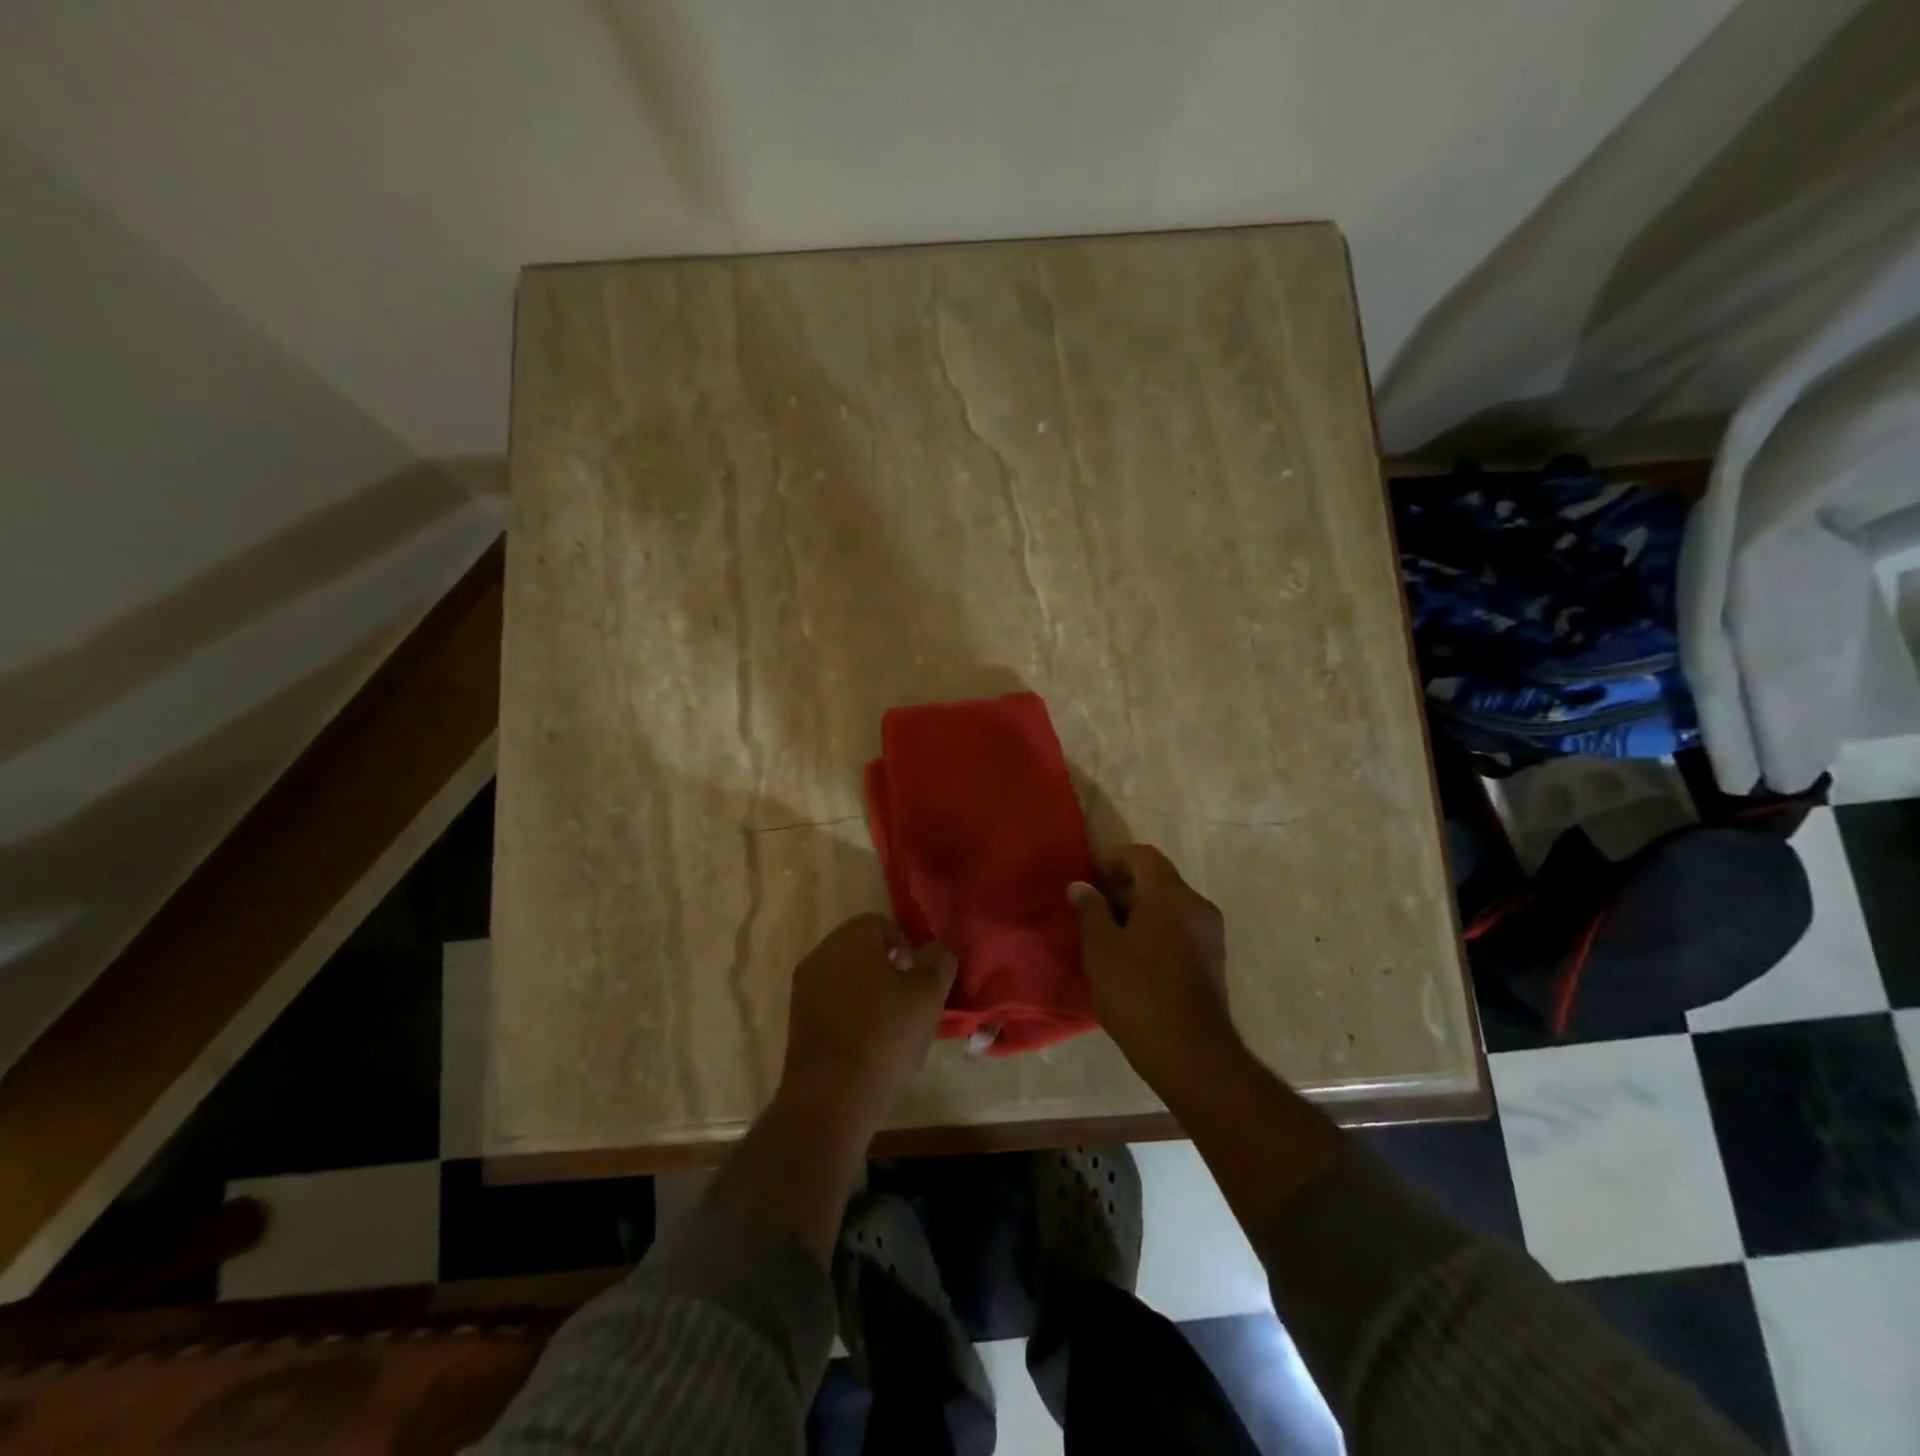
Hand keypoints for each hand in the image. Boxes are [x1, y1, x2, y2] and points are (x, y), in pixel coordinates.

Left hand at [780, 913, 956, 1124]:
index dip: (906, 946)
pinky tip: (869, 1048)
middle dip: (888, 970)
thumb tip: (935, 950)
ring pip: (846, 979)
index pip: (880, 924)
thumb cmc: (885, 1035)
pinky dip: (851, 1016)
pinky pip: (832, 1005)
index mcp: (849, 939)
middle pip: (861, 950)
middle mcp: (821, 955)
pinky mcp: (797, 1022)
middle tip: (909, 1002)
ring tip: (892, 1029)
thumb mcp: (928, 994)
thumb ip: (938, 961)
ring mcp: (804, 990)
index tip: (919, 978)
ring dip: (870, 994)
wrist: (831, 1098)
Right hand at [1070, 845, 1239, 1095]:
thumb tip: (1081, 886)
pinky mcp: (1213, 961)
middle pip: (1158, 880)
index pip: (1143, 856)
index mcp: (1170, 895)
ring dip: (1140, 912)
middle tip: (1093, 911)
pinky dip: (1157, 931)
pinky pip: (1180, 929)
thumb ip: (1090, 911)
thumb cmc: (1139, 993)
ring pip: (1170, 906)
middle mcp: (1197, 906)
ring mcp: (1210, 934)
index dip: (1114, 860)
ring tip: (1109, 938)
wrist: (1192, 1055)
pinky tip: (1134, 960)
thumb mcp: (1101, 950)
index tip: (1090, 879)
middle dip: (1124, 888)